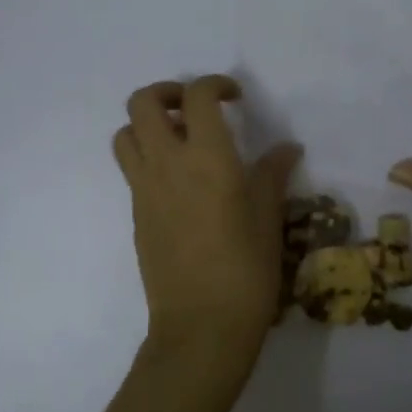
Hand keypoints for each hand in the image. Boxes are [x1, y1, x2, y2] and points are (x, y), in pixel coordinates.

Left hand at [114, 76, 303, 382]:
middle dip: (167, 92)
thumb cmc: (246, 270)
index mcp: (207, 158)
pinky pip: (131, 167)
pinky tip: (179, 181)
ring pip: (126, 132)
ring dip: (148, 124)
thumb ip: (272, 175)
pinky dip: (147, 156)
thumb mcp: (268, 218)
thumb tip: (285, 149)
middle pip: (142, 102)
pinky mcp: (135, 212)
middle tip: (194, 108)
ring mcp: (144, 188)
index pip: (198, 96)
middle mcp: (167, 163)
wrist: (201, 326)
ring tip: (180, 140)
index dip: (215, 84)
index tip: (234, 97)